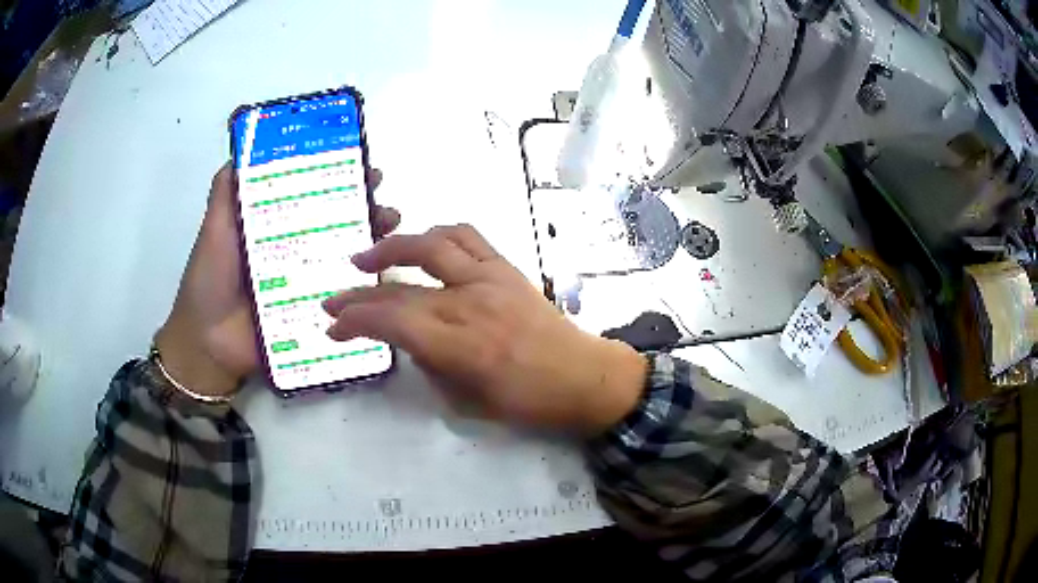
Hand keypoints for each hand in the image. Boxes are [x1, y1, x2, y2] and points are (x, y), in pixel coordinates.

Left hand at [156, 163, 398, 397]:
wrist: (209, 343)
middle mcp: (295, 248)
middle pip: (335, 222)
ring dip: (372, 240)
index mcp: (275, 226)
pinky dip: (366, 284)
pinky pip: (343, 296)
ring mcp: (307, 282)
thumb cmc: (210, 280)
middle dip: (363, 206)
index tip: (361, 165)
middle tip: (382, 197)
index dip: (336, 177)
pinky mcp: (315, 312)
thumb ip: (225, 193)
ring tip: (390, 226)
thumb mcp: (215, 229)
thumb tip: (244, 149)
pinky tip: (384, 271)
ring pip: (345, 256)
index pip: (312, 195)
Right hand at [322, 225, 646, 431]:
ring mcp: (490, 278)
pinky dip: (437, 234)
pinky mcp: (506, 267)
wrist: (583, 376)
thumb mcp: (467, 402)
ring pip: (430, 247)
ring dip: (391, 248)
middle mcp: (470, 304)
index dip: (355, 321)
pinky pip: (466, 237)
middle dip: (358, 295)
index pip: (392, 322)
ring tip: (365, 258)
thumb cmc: (528, 402)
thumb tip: (407, 339)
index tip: (333, 327)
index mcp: (461, 346)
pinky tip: (420, 243)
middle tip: (332, 301)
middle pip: (401, 289)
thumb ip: (430, 366)